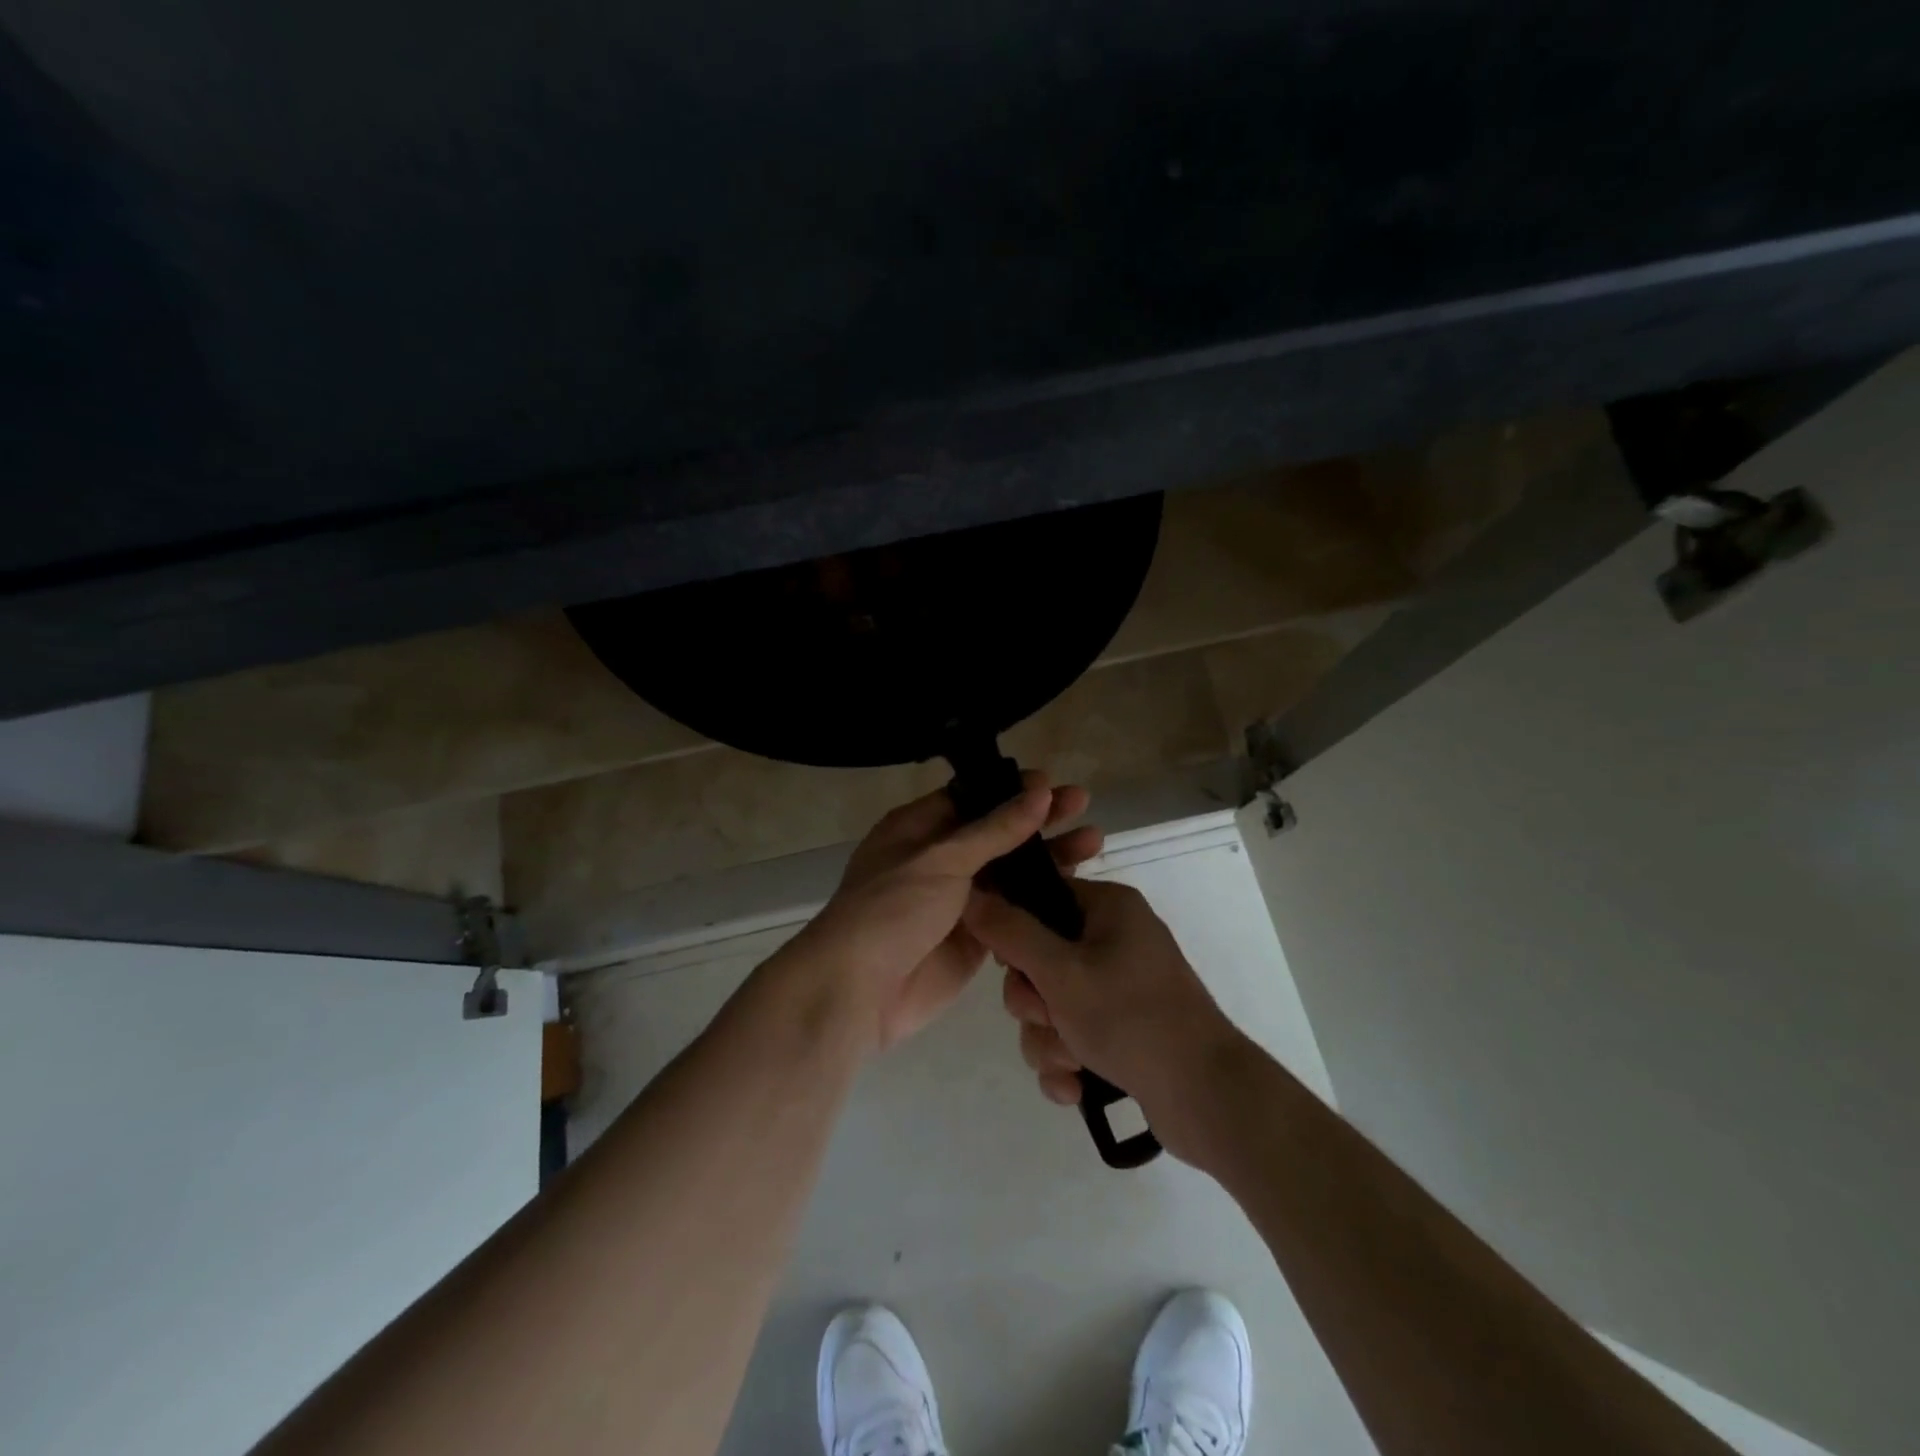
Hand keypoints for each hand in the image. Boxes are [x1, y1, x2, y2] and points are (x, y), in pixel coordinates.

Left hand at [783, 774, 1102, 1054]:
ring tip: (1094, 842)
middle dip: (1039, 820)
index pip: (972, 798)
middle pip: (997, 833)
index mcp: (918, 828)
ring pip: (1010, 873)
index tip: (1053, 784)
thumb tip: (1039, 791)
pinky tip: (1078, 890)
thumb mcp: (942, 860)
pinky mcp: (975, 939)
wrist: (858, 991)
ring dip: (1047, 859)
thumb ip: (994, 830)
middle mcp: (939, 860)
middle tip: (1083, 804)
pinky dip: (1041, 902)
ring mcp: (958, 901)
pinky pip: (1013, 913)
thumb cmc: (892, 909)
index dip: (1012, 790)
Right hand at [962, 879, 1250, 1160]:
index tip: (1008, 964)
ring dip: (1049, 1040)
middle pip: (1039, 959)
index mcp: (1108, 908)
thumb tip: (972, 893)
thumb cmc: (1131, 1019)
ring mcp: (1120, 988)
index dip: (1015, 930)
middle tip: (1049, 1017)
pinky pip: (1072, 1036)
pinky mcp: (1122, 1030)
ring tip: (1073, 1063)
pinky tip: (1078, 1088)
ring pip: (1050, 1005)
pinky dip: (1068, 1062)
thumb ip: (1011, 933)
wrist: (1207, 1098)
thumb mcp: (1062, 972)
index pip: (1042, 897)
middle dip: (1034, 1002)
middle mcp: (1114, 940)